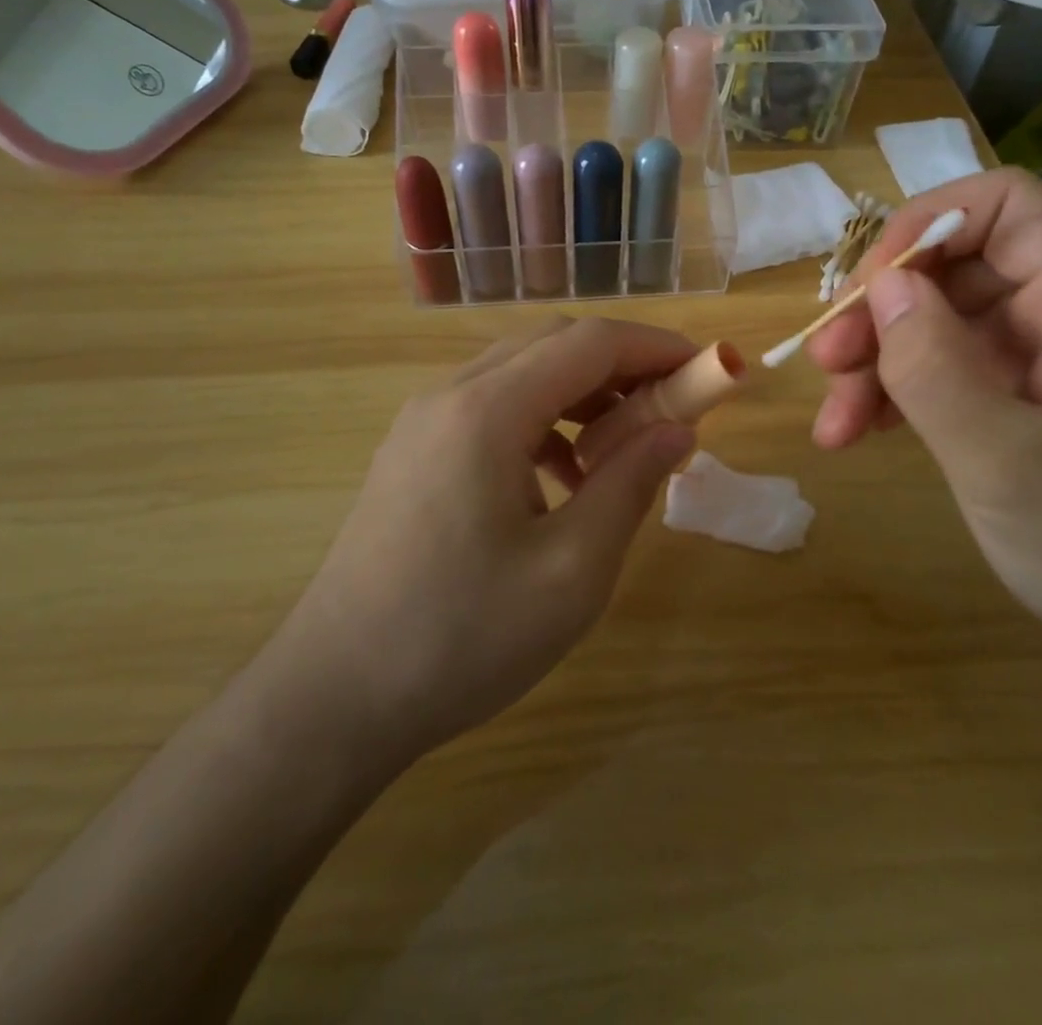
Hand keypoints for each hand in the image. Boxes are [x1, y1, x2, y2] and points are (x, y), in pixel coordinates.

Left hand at [262, 318, 698, 774]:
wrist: (333, 699)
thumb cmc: (461, 639)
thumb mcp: (571, 570)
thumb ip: (631, 484)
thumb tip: (678, 429)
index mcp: (487, 410)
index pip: (590, 342)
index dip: (656, 346)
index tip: (709, 369)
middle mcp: (450, 395)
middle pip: (553, 343)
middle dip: (622, 364)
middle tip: (673, 408)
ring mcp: (423, 421)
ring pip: (520, 372)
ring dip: (582, 392)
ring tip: (623, 447)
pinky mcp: (413, 451)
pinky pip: (491, 407)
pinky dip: (542, 420)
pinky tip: (561, 478)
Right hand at [808, 169, 1041, 678]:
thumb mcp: (1007, 464)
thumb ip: (935, 368)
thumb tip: (882, 287)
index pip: (1008, 206)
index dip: (930, 225)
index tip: (869, 285)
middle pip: (960, 267)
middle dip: (884, 307)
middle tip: (826, 360)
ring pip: (943, 324)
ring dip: (879, 360)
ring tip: (832, 422)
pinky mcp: (1026, 404)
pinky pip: (950, 372)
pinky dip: (900, 395)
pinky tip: (859, 434)